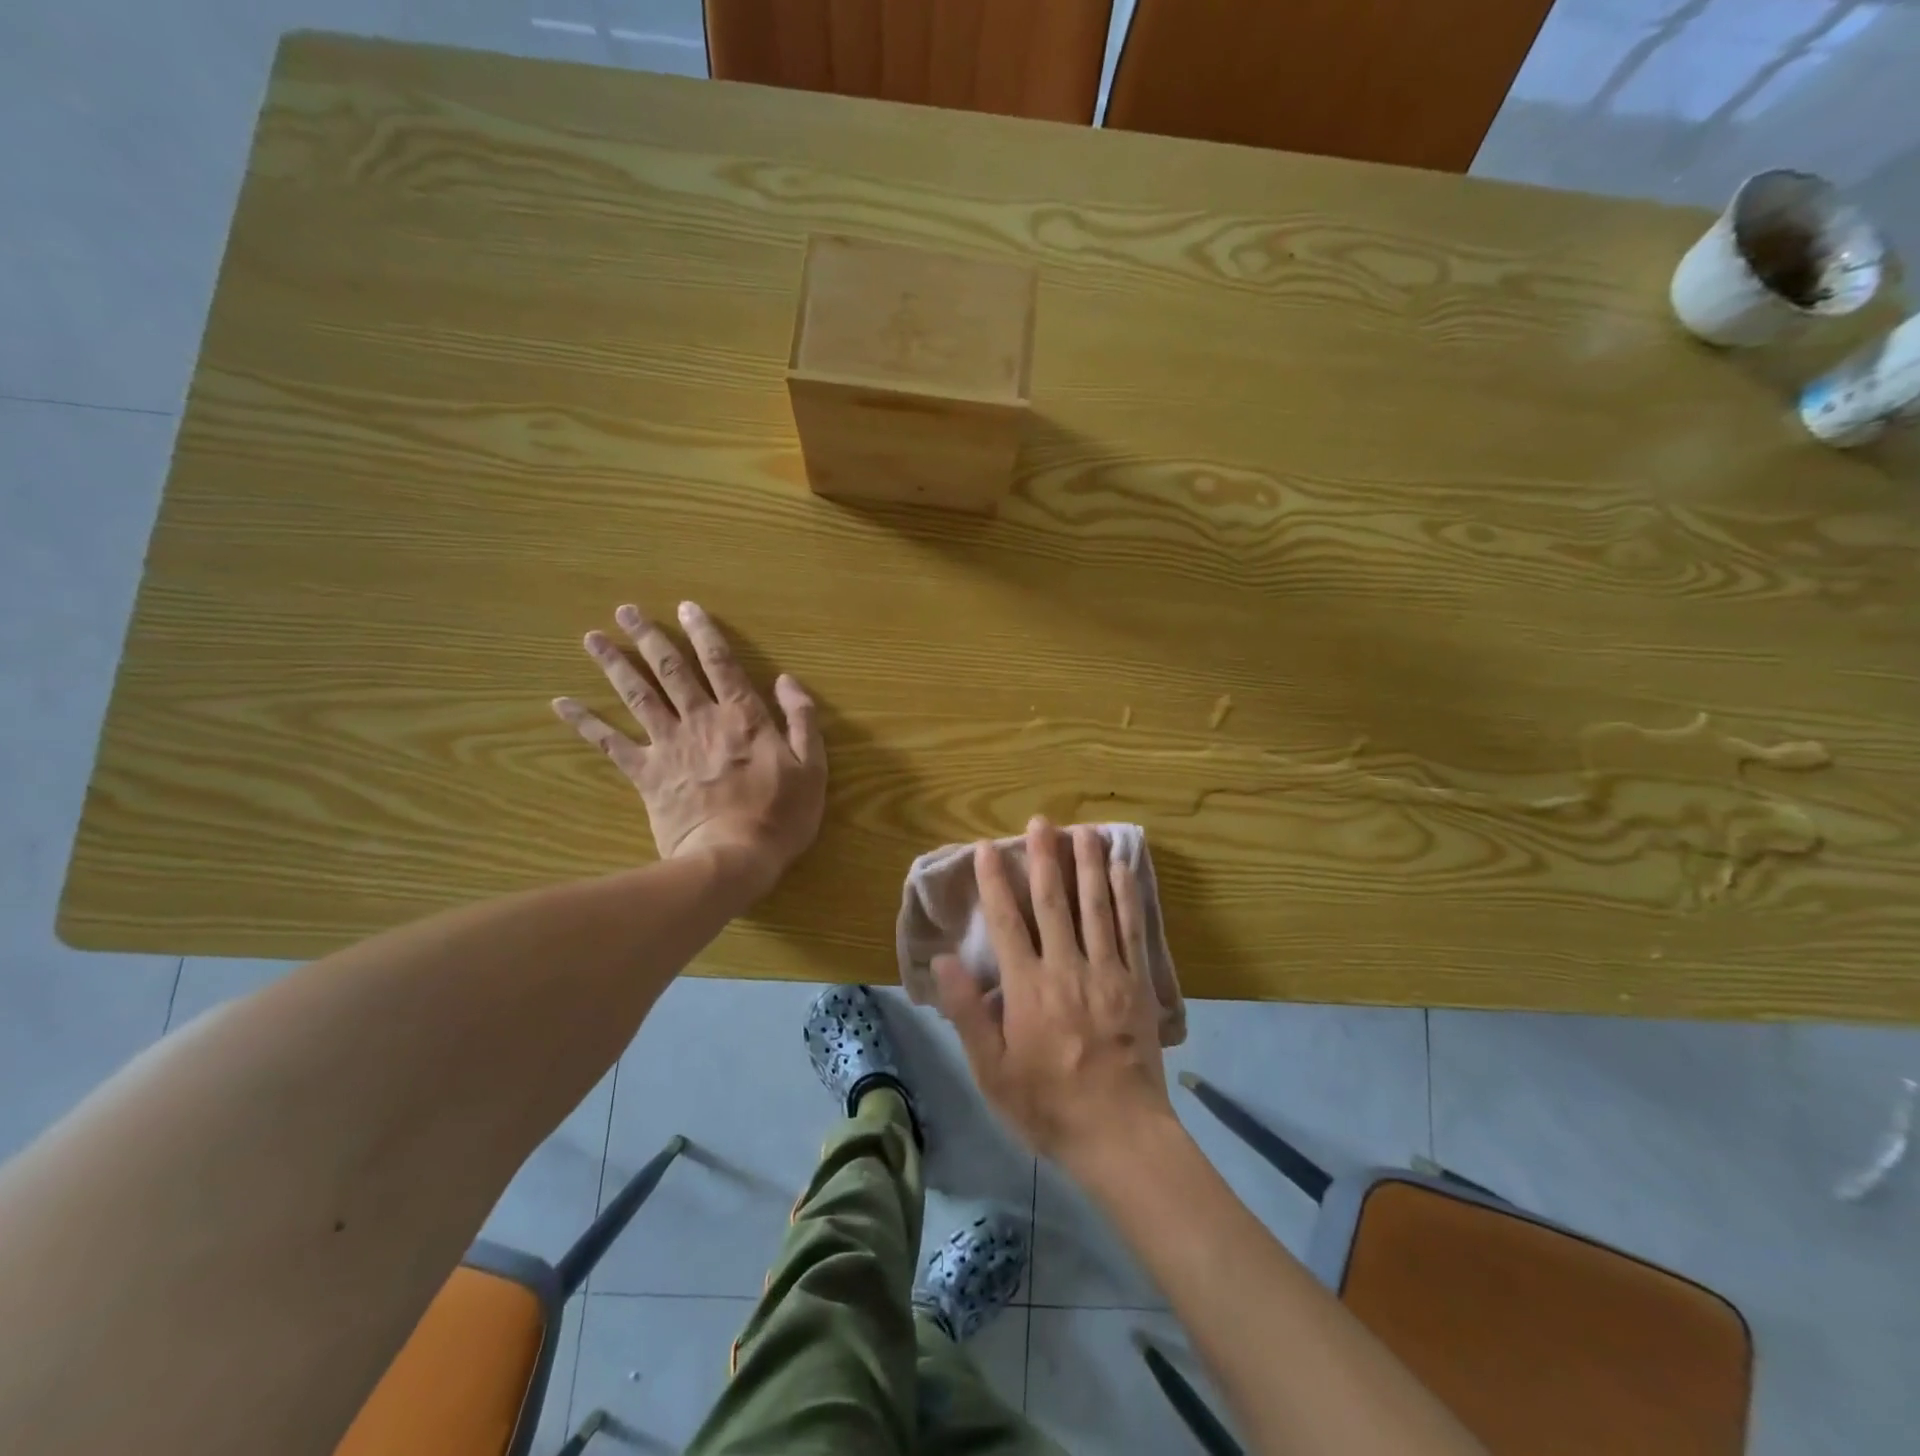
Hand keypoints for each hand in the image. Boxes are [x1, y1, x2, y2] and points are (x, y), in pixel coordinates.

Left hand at [552, 601, 825, 893]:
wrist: (732, 859)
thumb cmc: (780, 816)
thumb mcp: (813, 767)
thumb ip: (802, 719)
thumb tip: (787, 680)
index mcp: (743, 717)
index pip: (722, 664)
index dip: (705, 634)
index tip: (687, 607)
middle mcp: (701, 721)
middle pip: (672, 671)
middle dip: (650, 637)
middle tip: (626, 610)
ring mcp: (669, 746)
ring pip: (638, 696)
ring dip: (615, 664)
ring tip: (593, 638)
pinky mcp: (646, 774)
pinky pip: (610, 744)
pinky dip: (585, 723)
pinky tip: (561, 704)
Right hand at [934, 817, 1175, 1174]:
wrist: (1118, 1134)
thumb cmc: (1047, 1104)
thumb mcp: (991, 1070)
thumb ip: (968, 1012)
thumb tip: (943, 961)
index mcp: (1028, 988)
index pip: (1007, 922)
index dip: (995, 882)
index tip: (987, 849)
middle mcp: (1067, 968)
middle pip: (1054, 901)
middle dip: (1045, 858)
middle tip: (1041, 822)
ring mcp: (1107, 971)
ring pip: (1096, 906)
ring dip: (1088, 864)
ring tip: (1084, 831)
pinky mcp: (1137, 982)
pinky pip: (1132, 929)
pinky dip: (1127, 896)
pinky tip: (1123, 869)